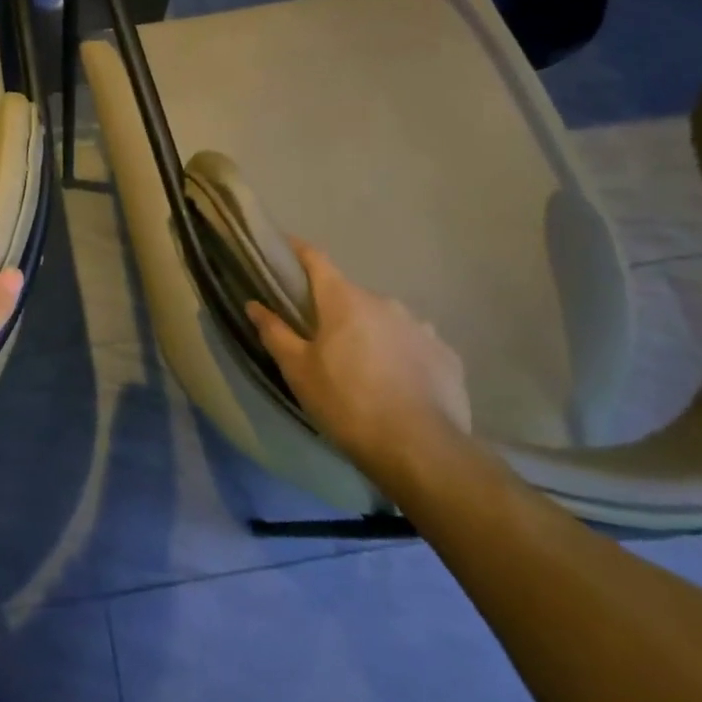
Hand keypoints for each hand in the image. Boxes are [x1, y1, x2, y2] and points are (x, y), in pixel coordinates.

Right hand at [246, 241, 469, 476]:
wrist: (420, 450)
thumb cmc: (347, 404)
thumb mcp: (298, 371)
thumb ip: (275, 332)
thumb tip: (254, 304)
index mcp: (344, 300)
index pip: (316, 259)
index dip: (297, 252)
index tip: (283, 250)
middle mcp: (385, 302)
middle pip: (350, 295)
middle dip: (334, 309)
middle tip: (320, 338)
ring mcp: (421, 326)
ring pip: (384, 320)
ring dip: (370, 333)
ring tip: (363, 368)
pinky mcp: (446, 355)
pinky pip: (414, 345)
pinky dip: (401, 355)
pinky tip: (398, 385)